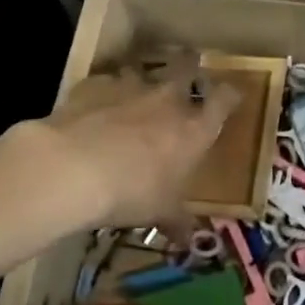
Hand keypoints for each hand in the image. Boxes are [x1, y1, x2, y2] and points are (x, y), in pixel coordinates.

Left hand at [16, 53, 239, 231]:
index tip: (230, 96)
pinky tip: (95, 106)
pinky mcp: (94, 85)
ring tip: (135, 91)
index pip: (224, 99)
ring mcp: (129, 86)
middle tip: (186, 70)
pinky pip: (104, 82)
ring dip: (141, 78)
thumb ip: (178, 221)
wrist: (73, 168)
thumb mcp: (160, 213)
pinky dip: (103, 91)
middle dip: (188, 65)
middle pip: (186, 65)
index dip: (229, 95)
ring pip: (142, 69)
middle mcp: (167, 99)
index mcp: (194, 128)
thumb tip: (190, 239)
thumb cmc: (132, 192)